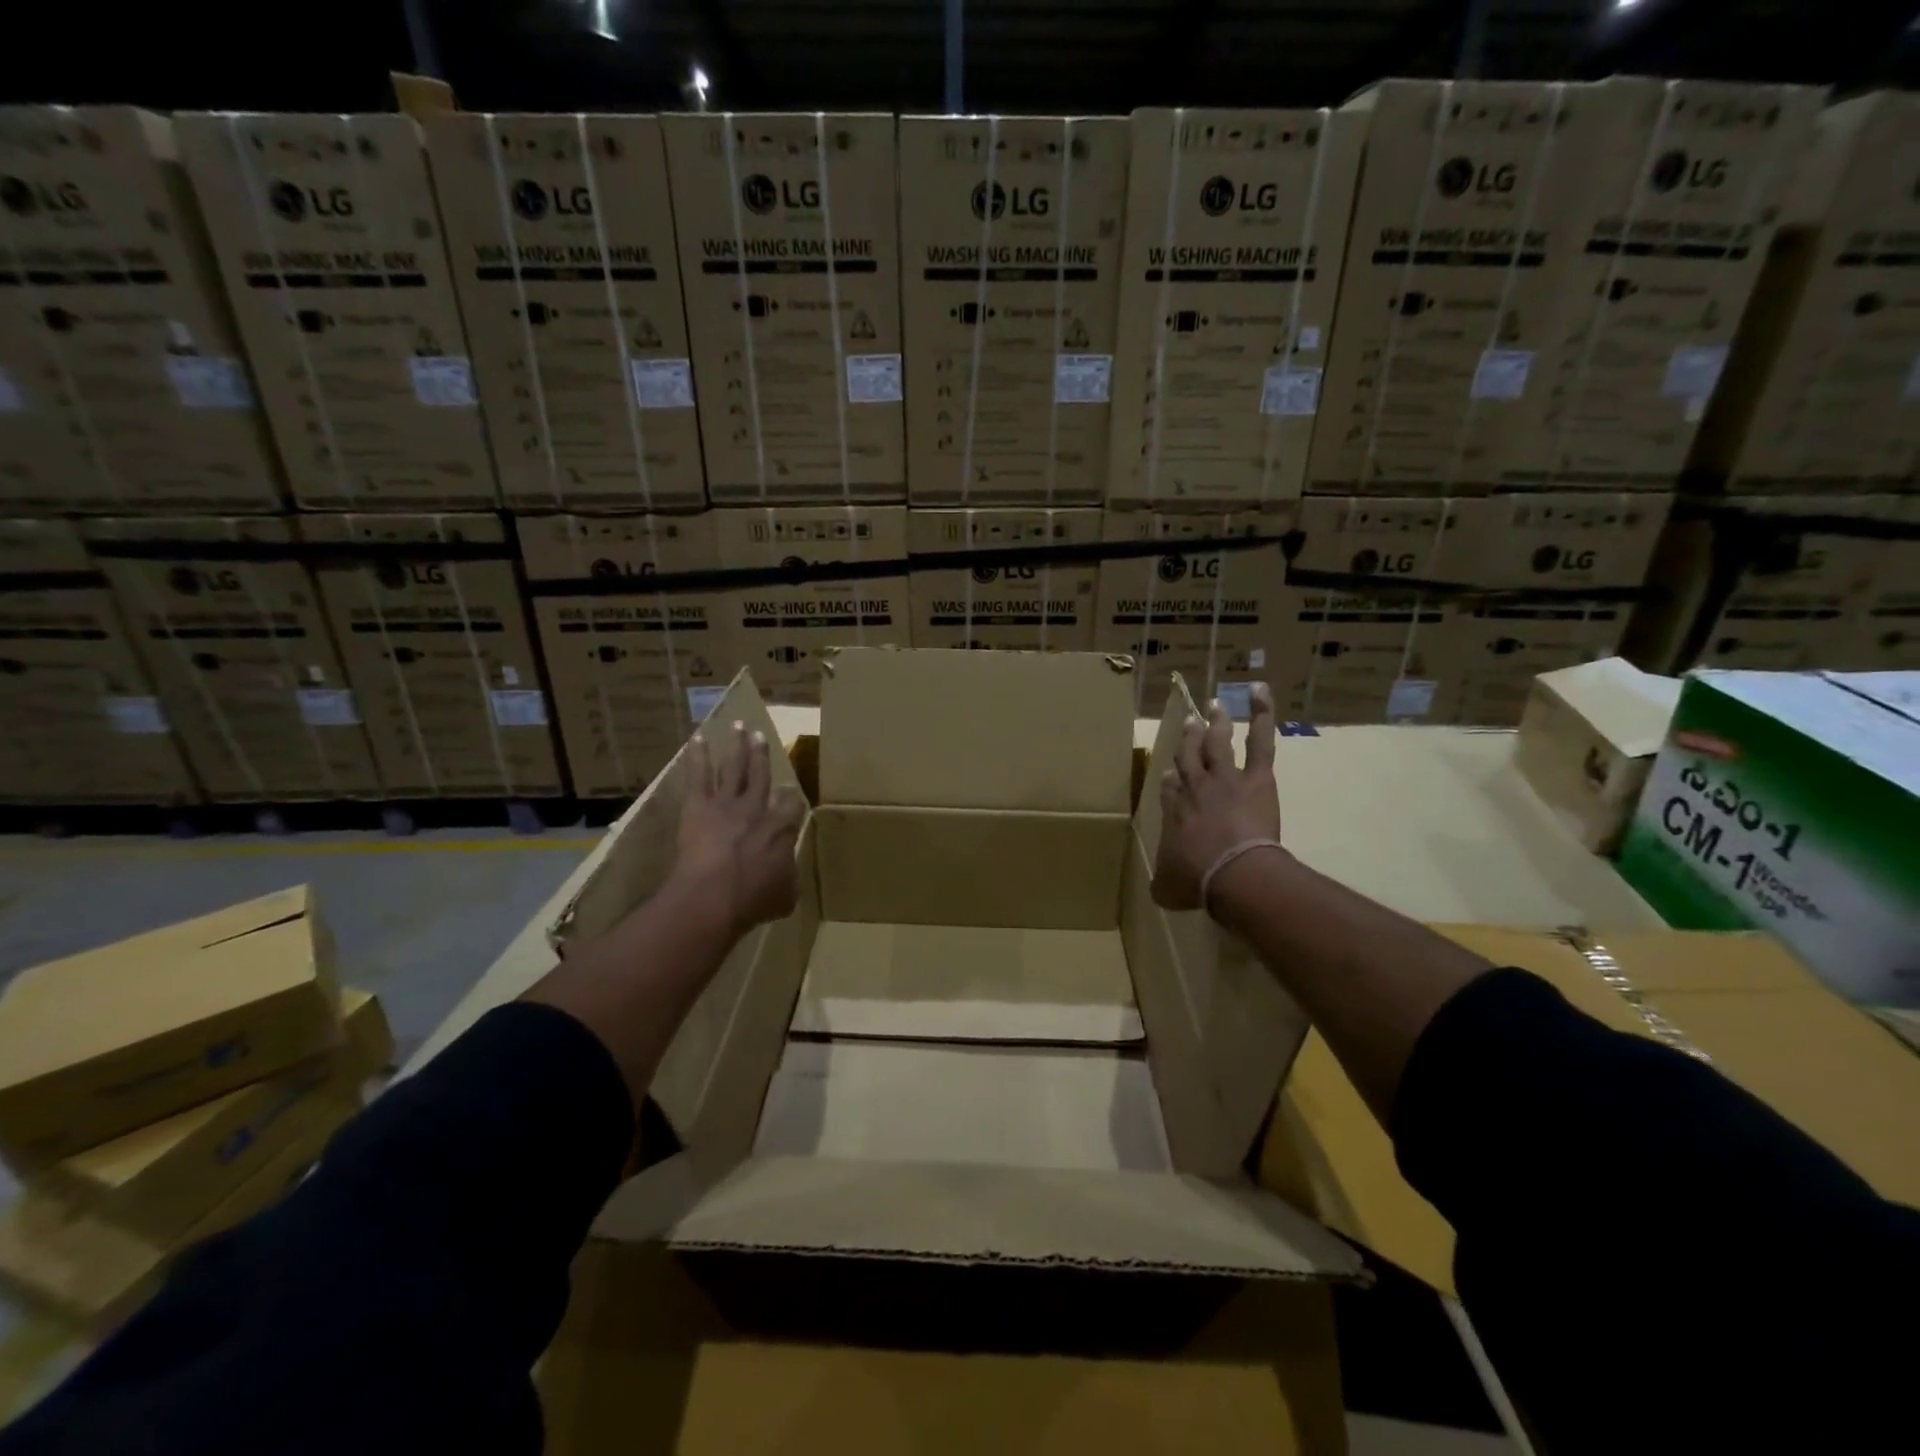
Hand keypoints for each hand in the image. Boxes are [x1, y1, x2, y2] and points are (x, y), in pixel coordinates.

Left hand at [675, 720, 804, 938]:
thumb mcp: (785, 896)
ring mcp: (727, 803)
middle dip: (761, 756)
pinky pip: (699, 775)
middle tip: (761, 737)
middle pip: (762, 775)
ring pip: (734, 768)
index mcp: (782, 829)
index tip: (790, 793)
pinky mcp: (699, 806)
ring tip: (739, 727)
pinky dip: (698, 756)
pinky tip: (697, 738)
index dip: (791, 799)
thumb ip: (788, 879)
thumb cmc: (752, 900)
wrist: (713, 897)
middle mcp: (757, 809)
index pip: (792, 804)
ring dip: (737, 747)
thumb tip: (787, 875)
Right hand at [1152, 684, 1282, 913]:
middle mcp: (1195, 788)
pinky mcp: (1256, 777)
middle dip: (1188, 740)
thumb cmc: (1198, 881)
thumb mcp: (1167, 888)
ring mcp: (1224, 778)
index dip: (1171, 779)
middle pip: (1189, 758)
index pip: (1170, 789)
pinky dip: (1262, 714)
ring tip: (1217, 705)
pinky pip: (1260, 740)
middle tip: (1188, 722)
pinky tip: (1261, 692)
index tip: (1170, 774)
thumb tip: (1157, 888)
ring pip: (1217, 743)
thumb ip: (1161, 883)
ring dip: (1217, 722)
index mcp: (1174, 812)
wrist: (1233, 873)